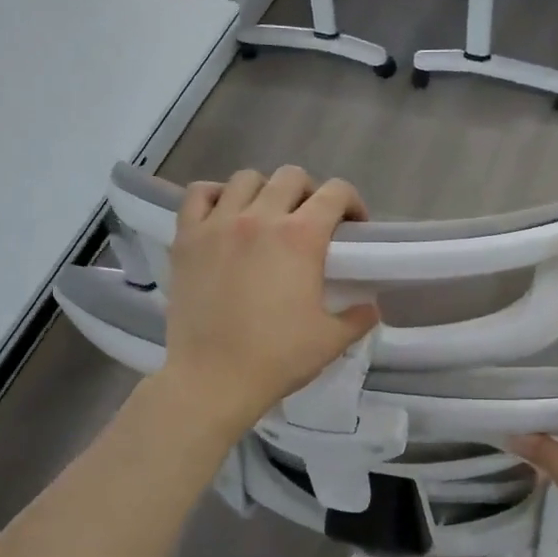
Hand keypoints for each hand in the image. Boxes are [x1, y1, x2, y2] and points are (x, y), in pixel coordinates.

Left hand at [156, 166, 378, 436]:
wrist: (212, 380)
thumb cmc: (277, 359)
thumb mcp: (332, 341)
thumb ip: (358, 317)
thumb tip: (371, 306)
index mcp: (301, 238)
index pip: (335, 193)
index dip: (352, 203)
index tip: (353, 226)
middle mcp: (260, 218)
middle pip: (291, 177)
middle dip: (309, 193)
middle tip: (310, 223)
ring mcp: (218, 224)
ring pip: (246, 179)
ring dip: (265, 191)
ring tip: (267, 216)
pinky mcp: (187, 238)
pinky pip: (199, 194)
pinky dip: (215, 195)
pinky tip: (225, 214)